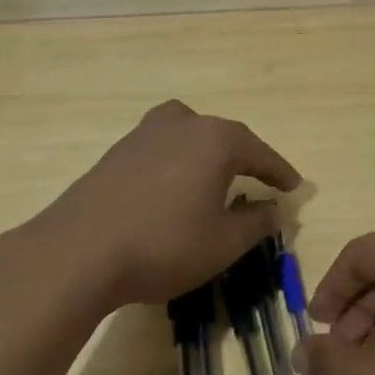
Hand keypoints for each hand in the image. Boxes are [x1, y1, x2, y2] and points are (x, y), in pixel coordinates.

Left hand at [37, 100, 301, 309]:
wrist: (79, 250)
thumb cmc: (164, 244)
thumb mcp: (223, 243)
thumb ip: (256, 223)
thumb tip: (275, 210)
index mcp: (216, 140)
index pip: (259, 152)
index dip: (279, 171)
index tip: (295, 185)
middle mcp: (183, 124)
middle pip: (224, 135)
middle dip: (244, 157)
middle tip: (259, 180)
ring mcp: (145, 133)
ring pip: (189, 133)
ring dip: (207, 153)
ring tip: (214, 176)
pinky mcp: (118, 151)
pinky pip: (161, 147)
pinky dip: (177, 161)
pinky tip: (172, 187)